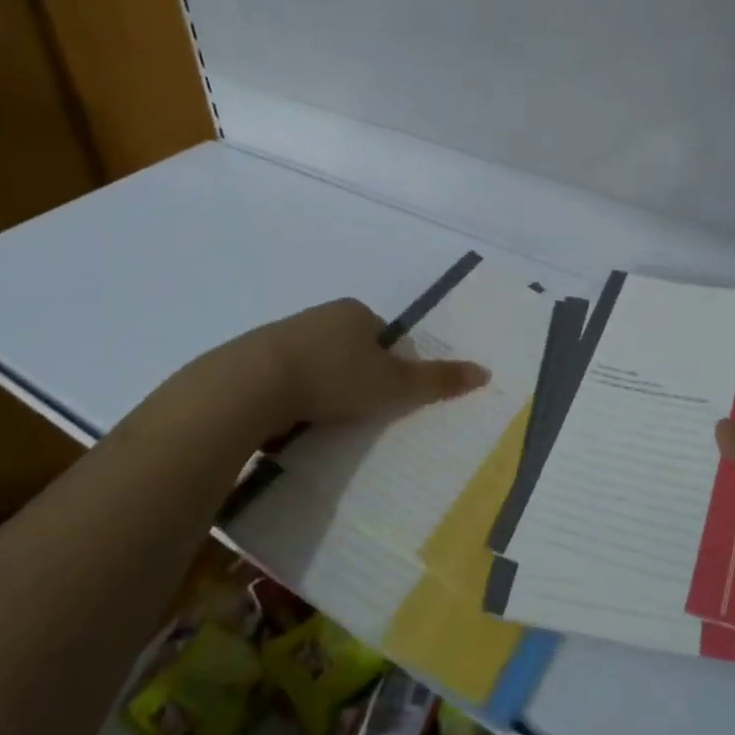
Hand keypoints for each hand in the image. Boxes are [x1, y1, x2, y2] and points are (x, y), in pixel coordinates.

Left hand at [239, 298, 488, 428]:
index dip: (391, 367)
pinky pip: (286, 380)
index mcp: (354, 311)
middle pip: (352, 351)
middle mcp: (319, 316)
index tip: (384, 397)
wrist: (249, 386)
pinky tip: (291, 423)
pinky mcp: (253, 360)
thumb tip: (484, 372)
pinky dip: (294, 399)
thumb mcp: (392, 383)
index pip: (385, 337)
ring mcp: (282, 335)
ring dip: (324, 391)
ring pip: (318, 366)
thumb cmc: (332, 377)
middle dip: (357, 380)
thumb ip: (436, 380)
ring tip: (323, 423)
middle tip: (358, 414)